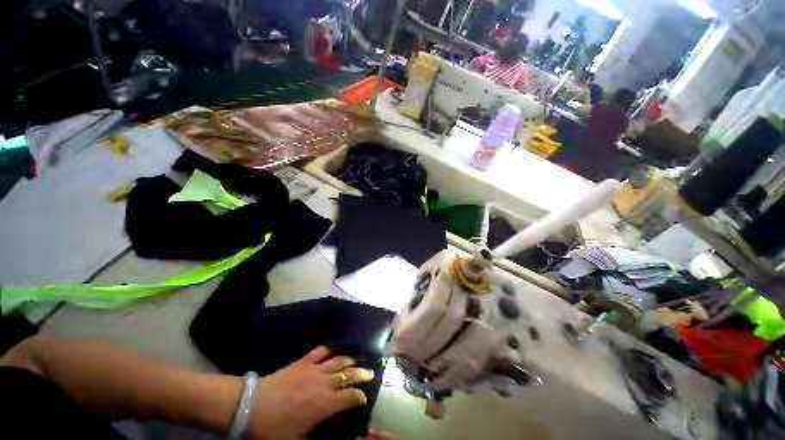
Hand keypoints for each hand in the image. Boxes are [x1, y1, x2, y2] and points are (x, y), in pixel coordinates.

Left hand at [247, 346, 374, 439]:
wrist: (251, 406)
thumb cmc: (274, 429)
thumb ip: (316, 437)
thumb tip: (330, 434)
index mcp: (324, 404)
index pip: (350, 397)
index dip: (360, 397)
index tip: (364, 398)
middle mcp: (324, 383)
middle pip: (348, 374)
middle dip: (361, 374)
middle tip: (370, 372)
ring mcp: (314, 369)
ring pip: (339, 360)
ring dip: (350, 359)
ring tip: (357, 359)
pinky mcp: (304, 361)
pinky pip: (321, 351)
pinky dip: (330, 349)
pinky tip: (335, 349)